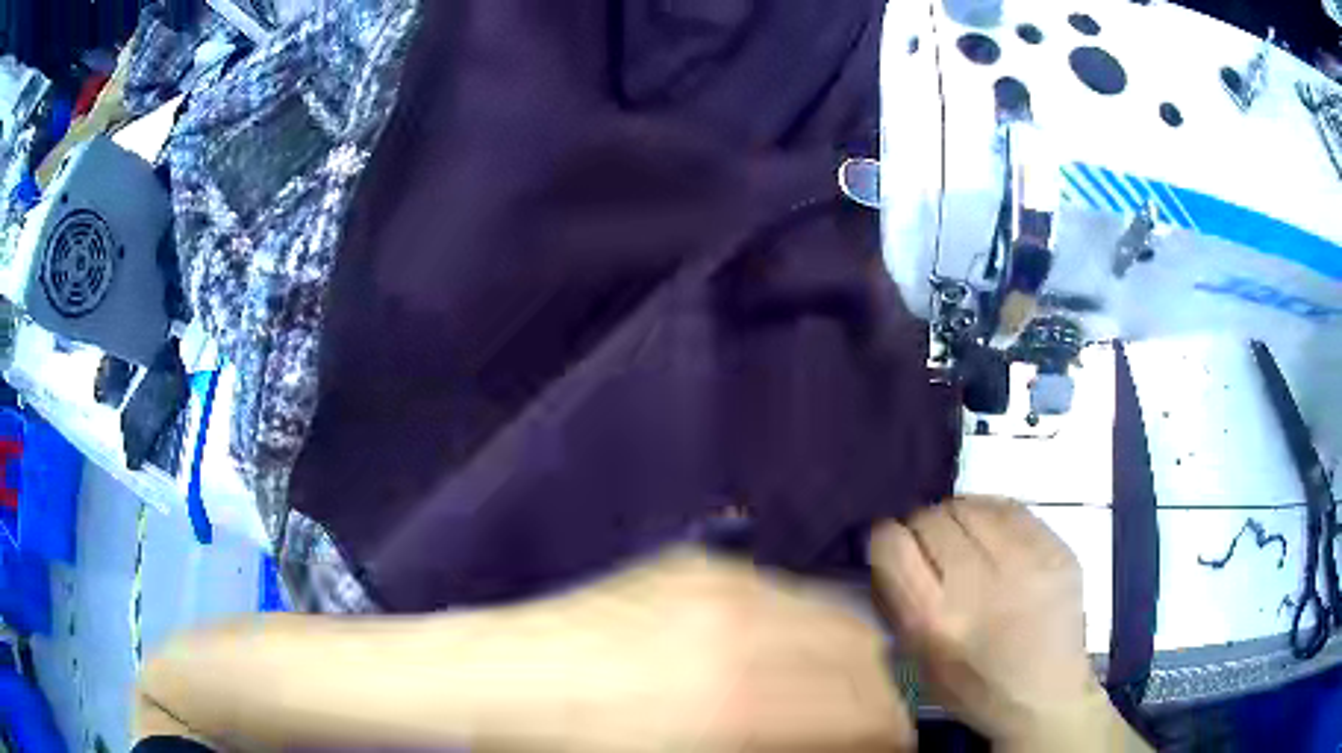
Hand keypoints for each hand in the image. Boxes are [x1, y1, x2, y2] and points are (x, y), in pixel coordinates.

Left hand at [489, 548, 916, 751]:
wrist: (509, 679)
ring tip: (831, 691)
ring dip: (846, 658)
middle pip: (862, 656)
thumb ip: (785, 748)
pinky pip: (783, 593)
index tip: (890, 748)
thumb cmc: (590, 745)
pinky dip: (802, 627)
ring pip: (831, 615)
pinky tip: (780, 653)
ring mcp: (721, 584)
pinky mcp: (697, 563)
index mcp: (743, 703)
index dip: (891, 734)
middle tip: (865, 724)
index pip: (868, 712)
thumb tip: (836, 741)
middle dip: (877, 696)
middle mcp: (746, 630)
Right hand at [869, 497, 1143, 750]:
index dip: (884, 537)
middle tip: (928, 543)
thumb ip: (901, 601)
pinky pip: (1010, 507)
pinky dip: (991, 513)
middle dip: (921, 526)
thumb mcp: (919, 659)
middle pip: (931, 518)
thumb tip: (889, 545)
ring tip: (962, 536)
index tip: (891, 545)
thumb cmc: (973, 688)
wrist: (1045, 696)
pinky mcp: (1056, 549)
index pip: (892, 544)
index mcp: (936, 621)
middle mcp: (979, 584)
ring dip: (956, 516)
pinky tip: (991, 531)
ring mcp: (1025, 561)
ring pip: (971, 505)